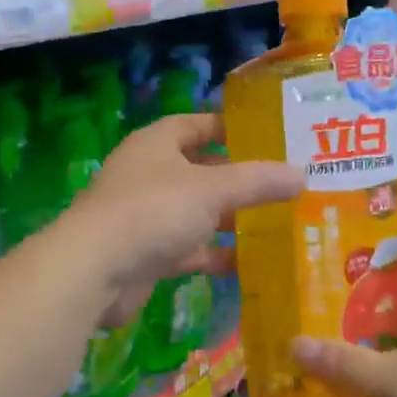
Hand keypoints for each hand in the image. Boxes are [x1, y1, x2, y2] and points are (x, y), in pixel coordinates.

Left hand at [68, 114, 302, 324]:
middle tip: (282, 185)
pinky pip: (189, 249)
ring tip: (276, 223)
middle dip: (238, 179)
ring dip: (229, 219)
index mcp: (157, 144)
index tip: (268, 137)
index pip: (197, 125)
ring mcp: (146, 216)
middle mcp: (149, 175)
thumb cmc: (153, 212)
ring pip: (197, 213)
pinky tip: (248, 264)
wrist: (95, 272)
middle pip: (201, 171)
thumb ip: (258, 182)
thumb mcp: (213, 189)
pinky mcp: (147, 254)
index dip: (230, 127)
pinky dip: (214, 254)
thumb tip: (301, 174)